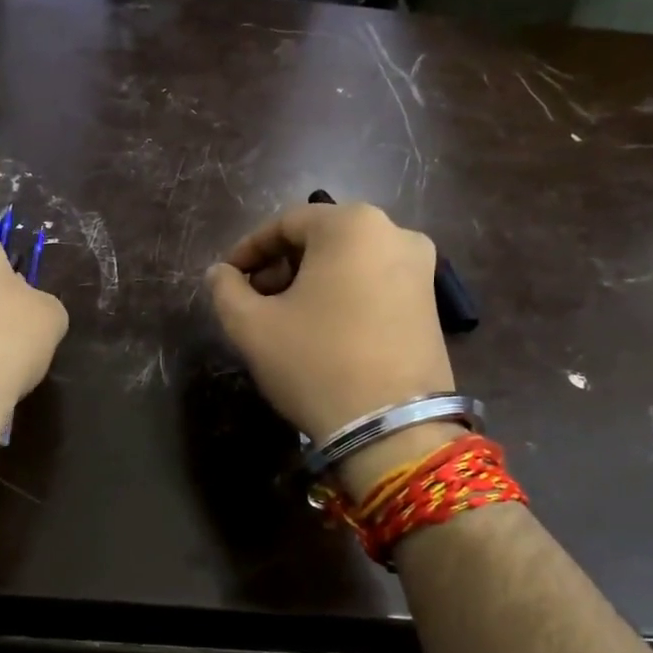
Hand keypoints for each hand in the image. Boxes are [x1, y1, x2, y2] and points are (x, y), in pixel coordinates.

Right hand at [205, 201, 456, 494]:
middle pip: (321, 239)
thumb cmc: (315, 362)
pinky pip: (374, 283)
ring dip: (310, 281)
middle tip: (253, 299)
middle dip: (280, 265)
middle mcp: (394, 233)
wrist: (391, 428)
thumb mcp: (252, 326)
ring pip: (349, 262)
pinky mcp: (431, 304)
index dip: (248, 249)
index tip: (227, 277)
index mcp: (351, 225)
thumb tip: (220, 272)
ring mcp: (420, 269)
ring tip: (284, 318)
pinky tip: (321, 329)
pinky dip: (342, 295)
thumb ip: (226, 289)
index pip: (285, 223)